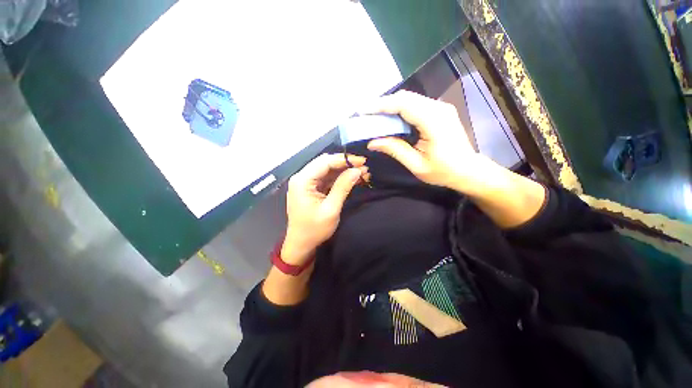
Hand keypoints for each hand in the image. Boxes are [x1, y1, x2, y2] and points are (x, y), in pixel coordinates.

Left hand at [282, 153, 367, 264]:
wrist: (301, 244)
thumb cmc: (314, 229)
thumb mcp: (331, 209)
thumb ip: (343, 187)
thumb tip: (357, 170)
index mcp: (302, 181)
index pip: (325, 162)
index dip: (344, 159)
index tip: (362, 161)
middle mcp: (302, 177)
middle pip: (325, 163)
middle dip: (345, 163)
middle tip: (363, 166)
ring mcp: (306, 182)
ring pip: (327, 170)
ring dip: (344, 170)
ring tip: (361, 172)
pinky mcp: (311, 188)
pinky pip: (326, 178)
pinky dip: (339, 178)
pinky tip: (352, 178)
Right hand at [366, 90, 483, 192]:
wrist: (468, 170)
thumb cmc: (443, 171)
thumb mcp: (416, 165)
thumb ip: (395, 150)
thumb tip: (372, 142)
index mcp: (433, 121)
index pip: (403, 104)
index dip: (381, 105)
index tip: (362, 111)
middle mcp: (438, 108)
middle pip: (405, 97)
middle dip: (382, 104)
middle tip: (365, 114)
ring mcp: (440, 107)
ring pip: (410, 99)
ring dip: (390, 106)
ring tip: (374, 116)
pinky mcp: (439, 111)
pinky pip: (415, 104)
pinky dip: (400, 109)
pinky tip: (390, 118)